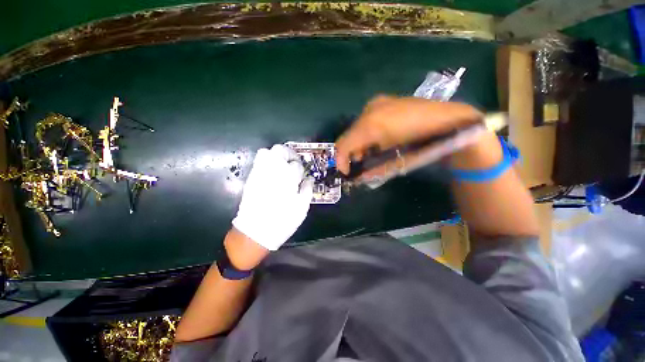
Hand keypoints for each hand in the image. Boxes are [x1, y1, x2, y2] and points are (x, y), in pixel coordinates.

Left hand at [232, 144, 313, 251]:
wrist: (255, 232)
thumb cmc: (282, 221)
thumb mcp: (301, 207)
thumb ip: (307, 189)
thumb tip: (309, 179)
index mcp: (287, 178)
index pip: (296, 164)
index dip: (301, 169)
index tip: (302, 175)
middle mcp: (272, 171)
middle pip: (280, 150)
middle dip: (290, 154)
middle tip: (294, 163)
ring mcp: (260, 173)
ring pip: (266, 152)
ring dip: (277, 155)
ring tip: (283, 165)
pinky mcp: (251, 178)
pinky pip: (258, 162)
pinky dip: (267, 162)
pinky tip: (273, 172)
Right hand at [335, 96, 482, 178]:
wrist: (451, 123)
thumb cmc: (422, 145)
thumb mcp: (393, 161)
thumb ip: (371, 167)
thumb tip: (357, 174)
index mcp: (371, 122)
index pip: (345, 142)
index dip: (341, 159)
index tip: (346, 172)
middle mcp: (371, 109)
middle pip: (349, 134)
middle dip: (350, 152)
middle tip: (358, 164)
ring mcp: (379, 103)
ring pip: (357, 127)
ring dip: (358, 143)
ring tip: (368, 154)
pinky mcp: (385, 101)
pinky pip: (366, 120)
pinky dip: (366, 134)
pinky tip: (377, 141)